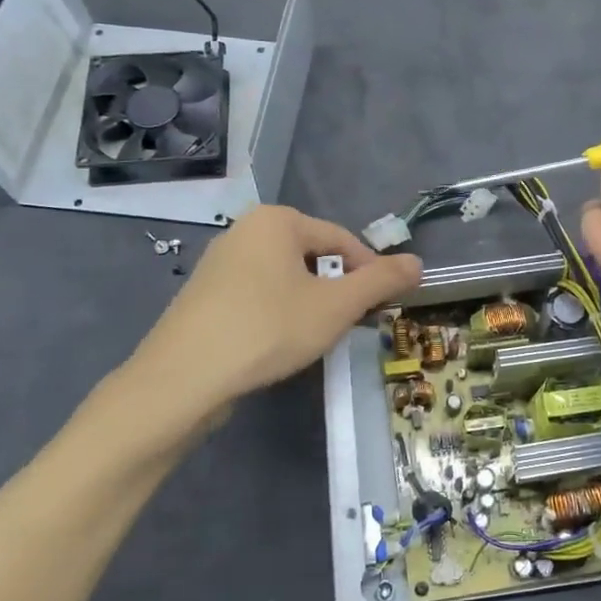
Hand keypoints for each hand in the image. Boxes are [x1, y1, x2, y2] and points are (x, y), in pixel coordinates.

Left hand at [132, 205, 421, 410]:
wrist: (182, 379)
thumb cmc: (267, 329)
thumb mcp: (336, 306)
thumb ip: (381, 281)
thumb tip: (418, 262)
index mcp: (276, 220)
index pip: (342, 240)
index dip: (370, 273)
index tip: (382, 308)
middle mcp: (244, 230)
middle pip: (312, 257)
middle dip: (337, 290)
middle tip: (349, 326)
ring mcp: (219, 263)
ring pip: (285, 279)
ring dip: (309, 305)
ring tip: (314, 339)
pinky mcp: (204, 296)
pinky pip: (257, 296)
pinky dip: (277, 315)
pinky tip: (277, 345)